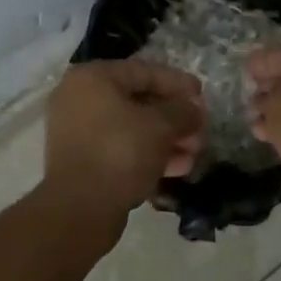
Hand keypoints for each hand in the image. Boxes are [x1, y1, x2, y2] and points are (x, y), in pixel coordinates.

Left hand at [41, 60, 204, 228]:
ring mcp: (78, 131)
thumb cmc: (120, 153)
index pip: (144, 72)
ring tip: (194, 154)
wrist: (80, 209)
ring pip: (132, 128)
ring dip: (166, 139)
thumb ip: (183, 111)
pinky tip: (177, 168)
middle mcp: (79, 99)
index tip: (202, 95)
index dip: (178, 83)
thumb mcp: (160, 126)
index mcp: (92, 78)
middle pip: (139, 101)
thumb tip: (193, 108)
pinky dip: (148, 154)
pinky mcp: (82, 160)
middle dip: (175, 118)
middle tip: (201, 130)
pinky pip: (121, 148)